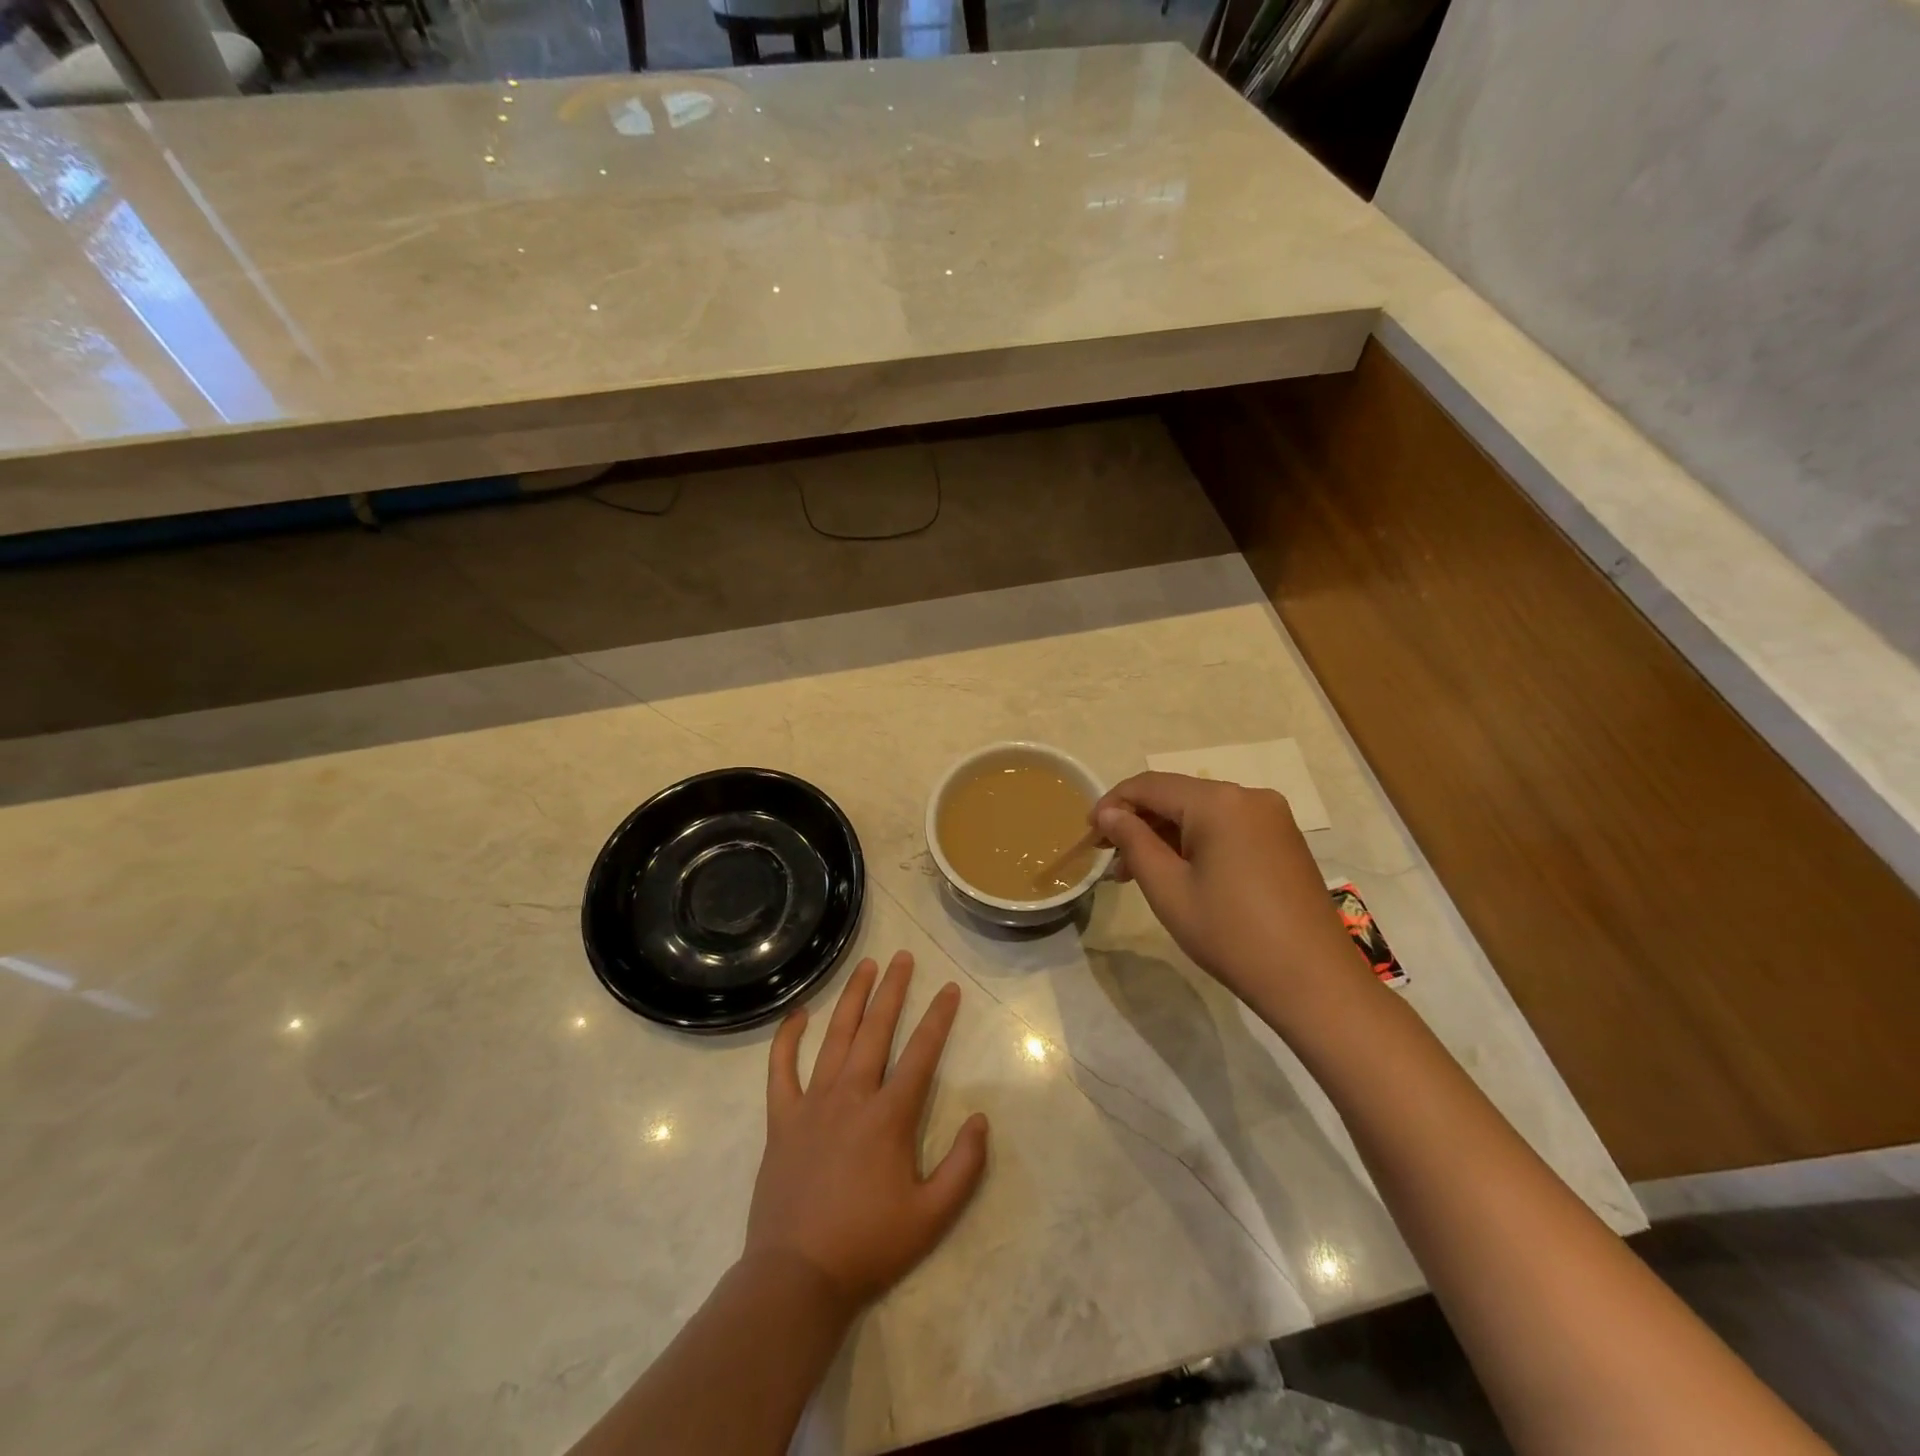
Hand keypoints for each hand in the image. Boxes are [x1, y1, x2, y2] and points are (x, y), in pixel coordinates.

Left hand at [744, 951, 989, 1313]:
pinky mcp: (782, 1119)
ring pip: (834, 1037)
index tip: (950, 989)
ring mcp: (812, 1103)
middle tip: (904, 957)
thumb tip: (980, 1119)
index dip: (938, 1018)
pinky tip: (798, 1014)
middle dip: (894, 990)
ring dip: (852, 998)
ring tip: (866, 967)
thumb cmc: (868, 1245)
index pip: (921, 1053)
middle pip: (876, 1029)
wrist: (797, 1277)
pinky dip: (787, 1038)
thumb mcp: (932, 1217)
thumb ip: (964, 1167)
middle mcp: (851, 1095)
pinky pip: (780, 1068)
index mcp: (889, 1116)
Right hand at [1092, 772, 1367, 1016]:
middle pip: (1177, 795)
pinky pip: (1227, 827)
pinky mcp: (1283, 840)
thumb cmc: (1231, 934)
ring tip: (1136, 871)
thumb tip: (1109, 814)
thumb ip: (1133, 842)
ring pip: (1202, 812)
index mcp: (1219, 802)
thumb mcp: (1168, 889)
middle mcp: (1248, 796)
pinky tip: (1178, 871)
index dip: (1112, 804)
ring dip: (1165, 834)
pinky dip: (1195, 842)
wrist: (1313, 982)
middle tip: (1108, 857)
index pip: (1150, 785)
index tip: (1088, 833)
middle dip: (1139, 821)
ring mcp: (1271, 817)